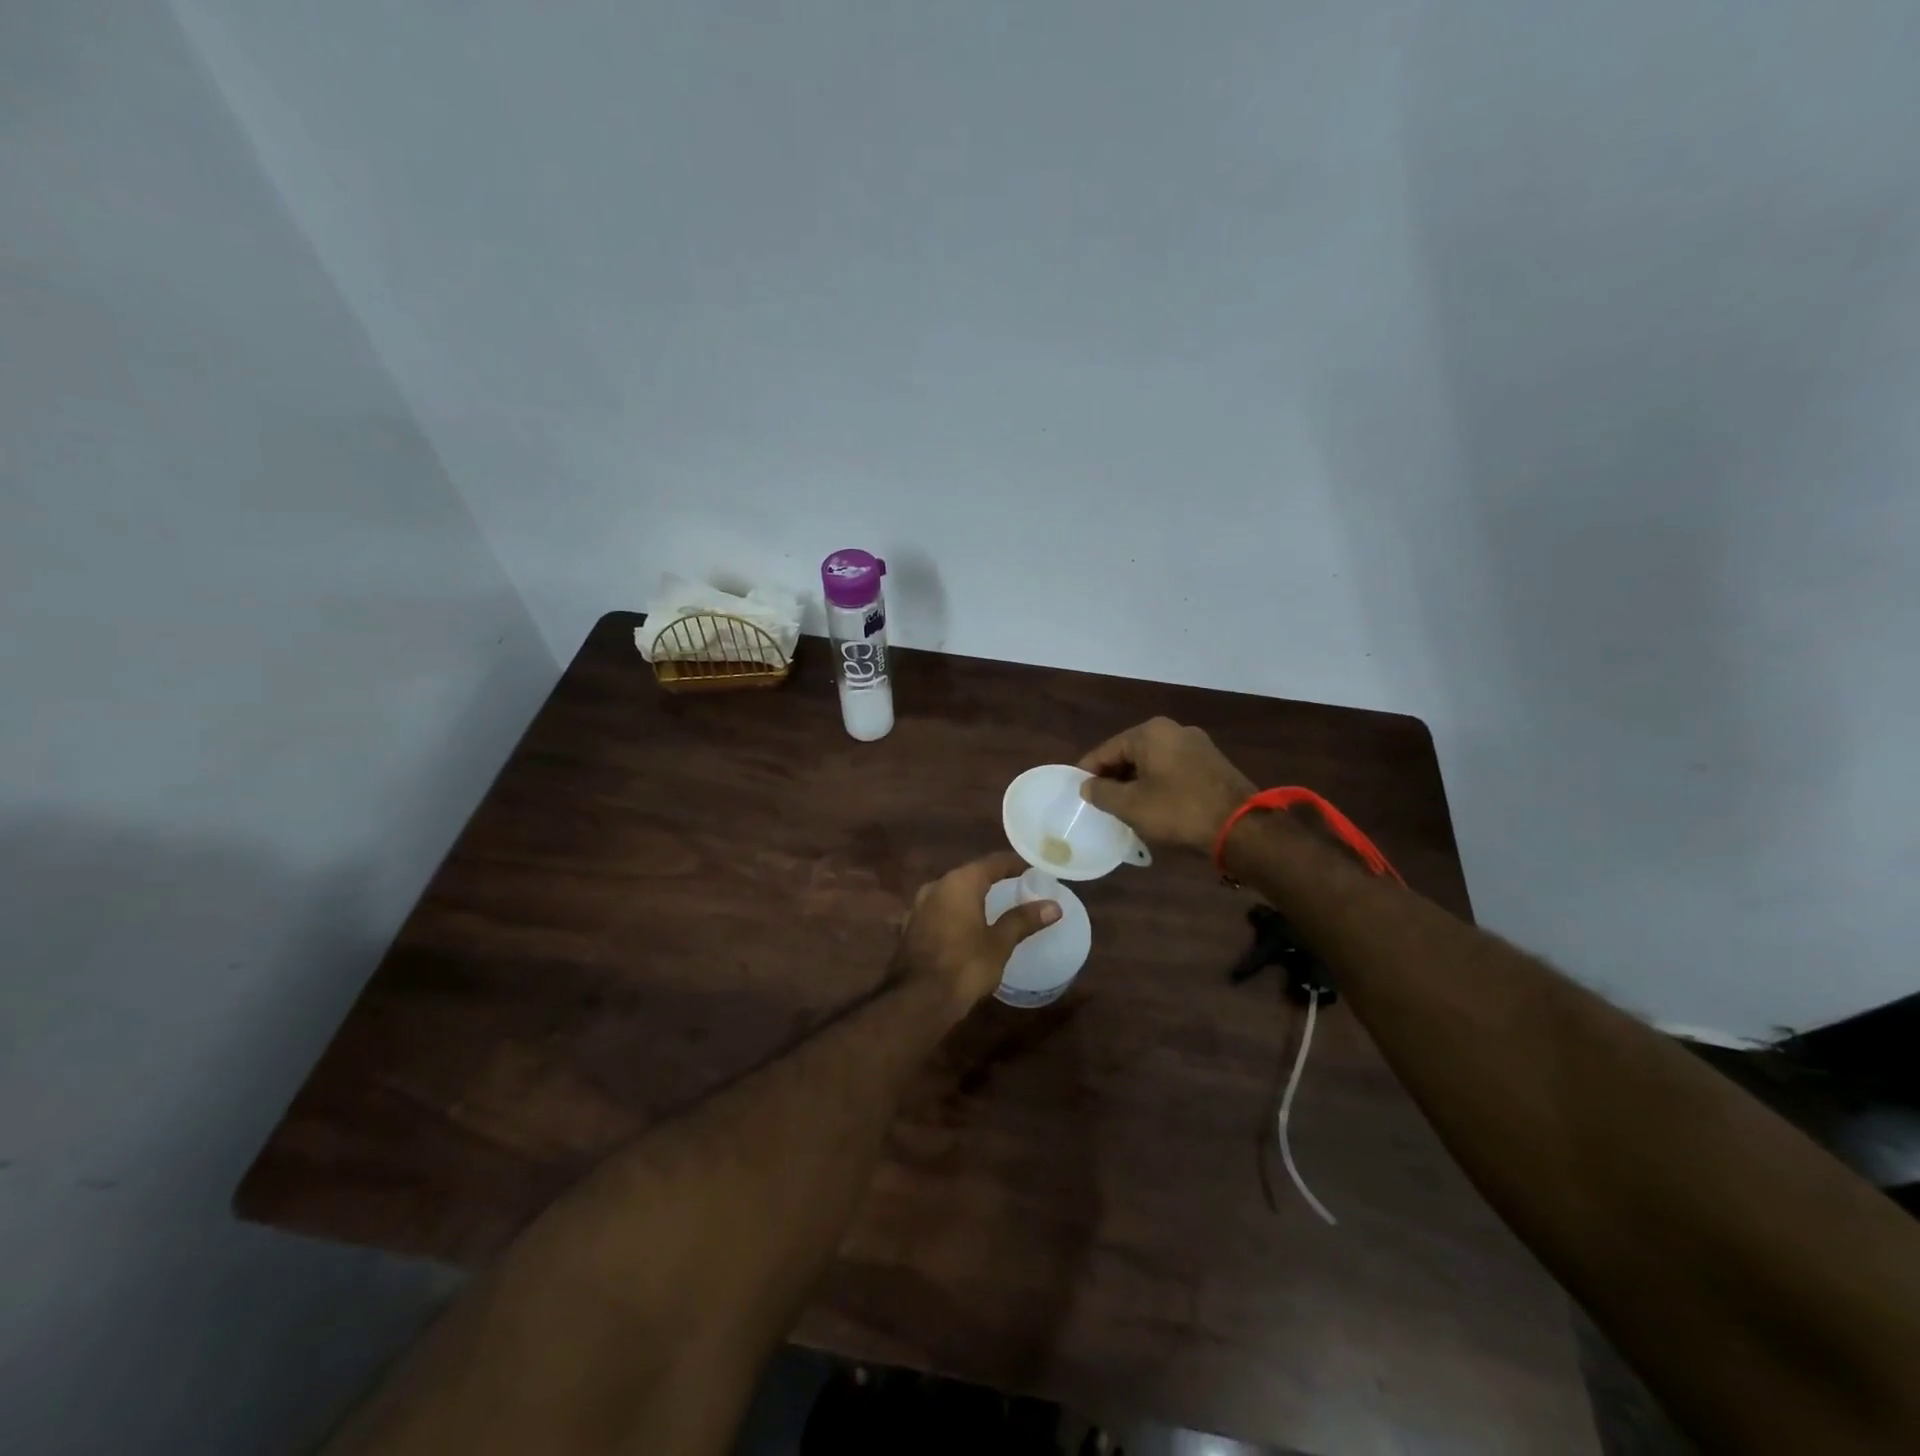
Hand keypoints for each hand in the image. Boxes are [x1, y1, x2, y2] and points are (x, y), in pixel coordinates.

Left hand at [895, 851, 1061, 1013]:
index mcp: (960, 882)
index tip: (1032, 868)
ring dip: (972, 895)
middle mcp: (937, 885)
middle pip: (970, 873)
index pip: (993, 862)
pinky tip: (966, 924)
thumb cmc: (965, 966)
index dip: (1014, 863)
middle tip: (1017, 885)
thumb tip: (1053, 906)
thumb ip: (1023, 920)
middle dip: (993, 878)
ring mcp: (919, 905)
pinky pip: (940, 908)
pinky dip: (956, 911)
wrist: (918, 999)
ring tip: (994, 904)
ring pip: (952, 891)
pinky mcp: (911, 925)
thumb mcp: (999, 943)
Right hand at [1078, 717, 1256, 854]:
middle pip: (1130, 753)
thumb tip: (1087, 786)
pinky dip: (1157, 784)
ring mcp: (1196, 745)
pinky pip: (1172, 769)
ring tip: (1123, 807)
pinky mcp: (1211, 763)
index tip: (1077, 792)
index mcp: (1150, 732)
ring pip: (1152, 762)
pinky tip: (1153, 805)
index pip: (1106, 750)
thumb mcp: (1131, 805)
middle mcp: (1173, 730)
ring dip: (1136, 782)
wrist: (1240, 827)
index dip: (1088, 772)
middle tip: (1100, 803)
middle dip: (1114, 777)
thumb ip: (1102, 793)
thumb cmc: (1179, 811)